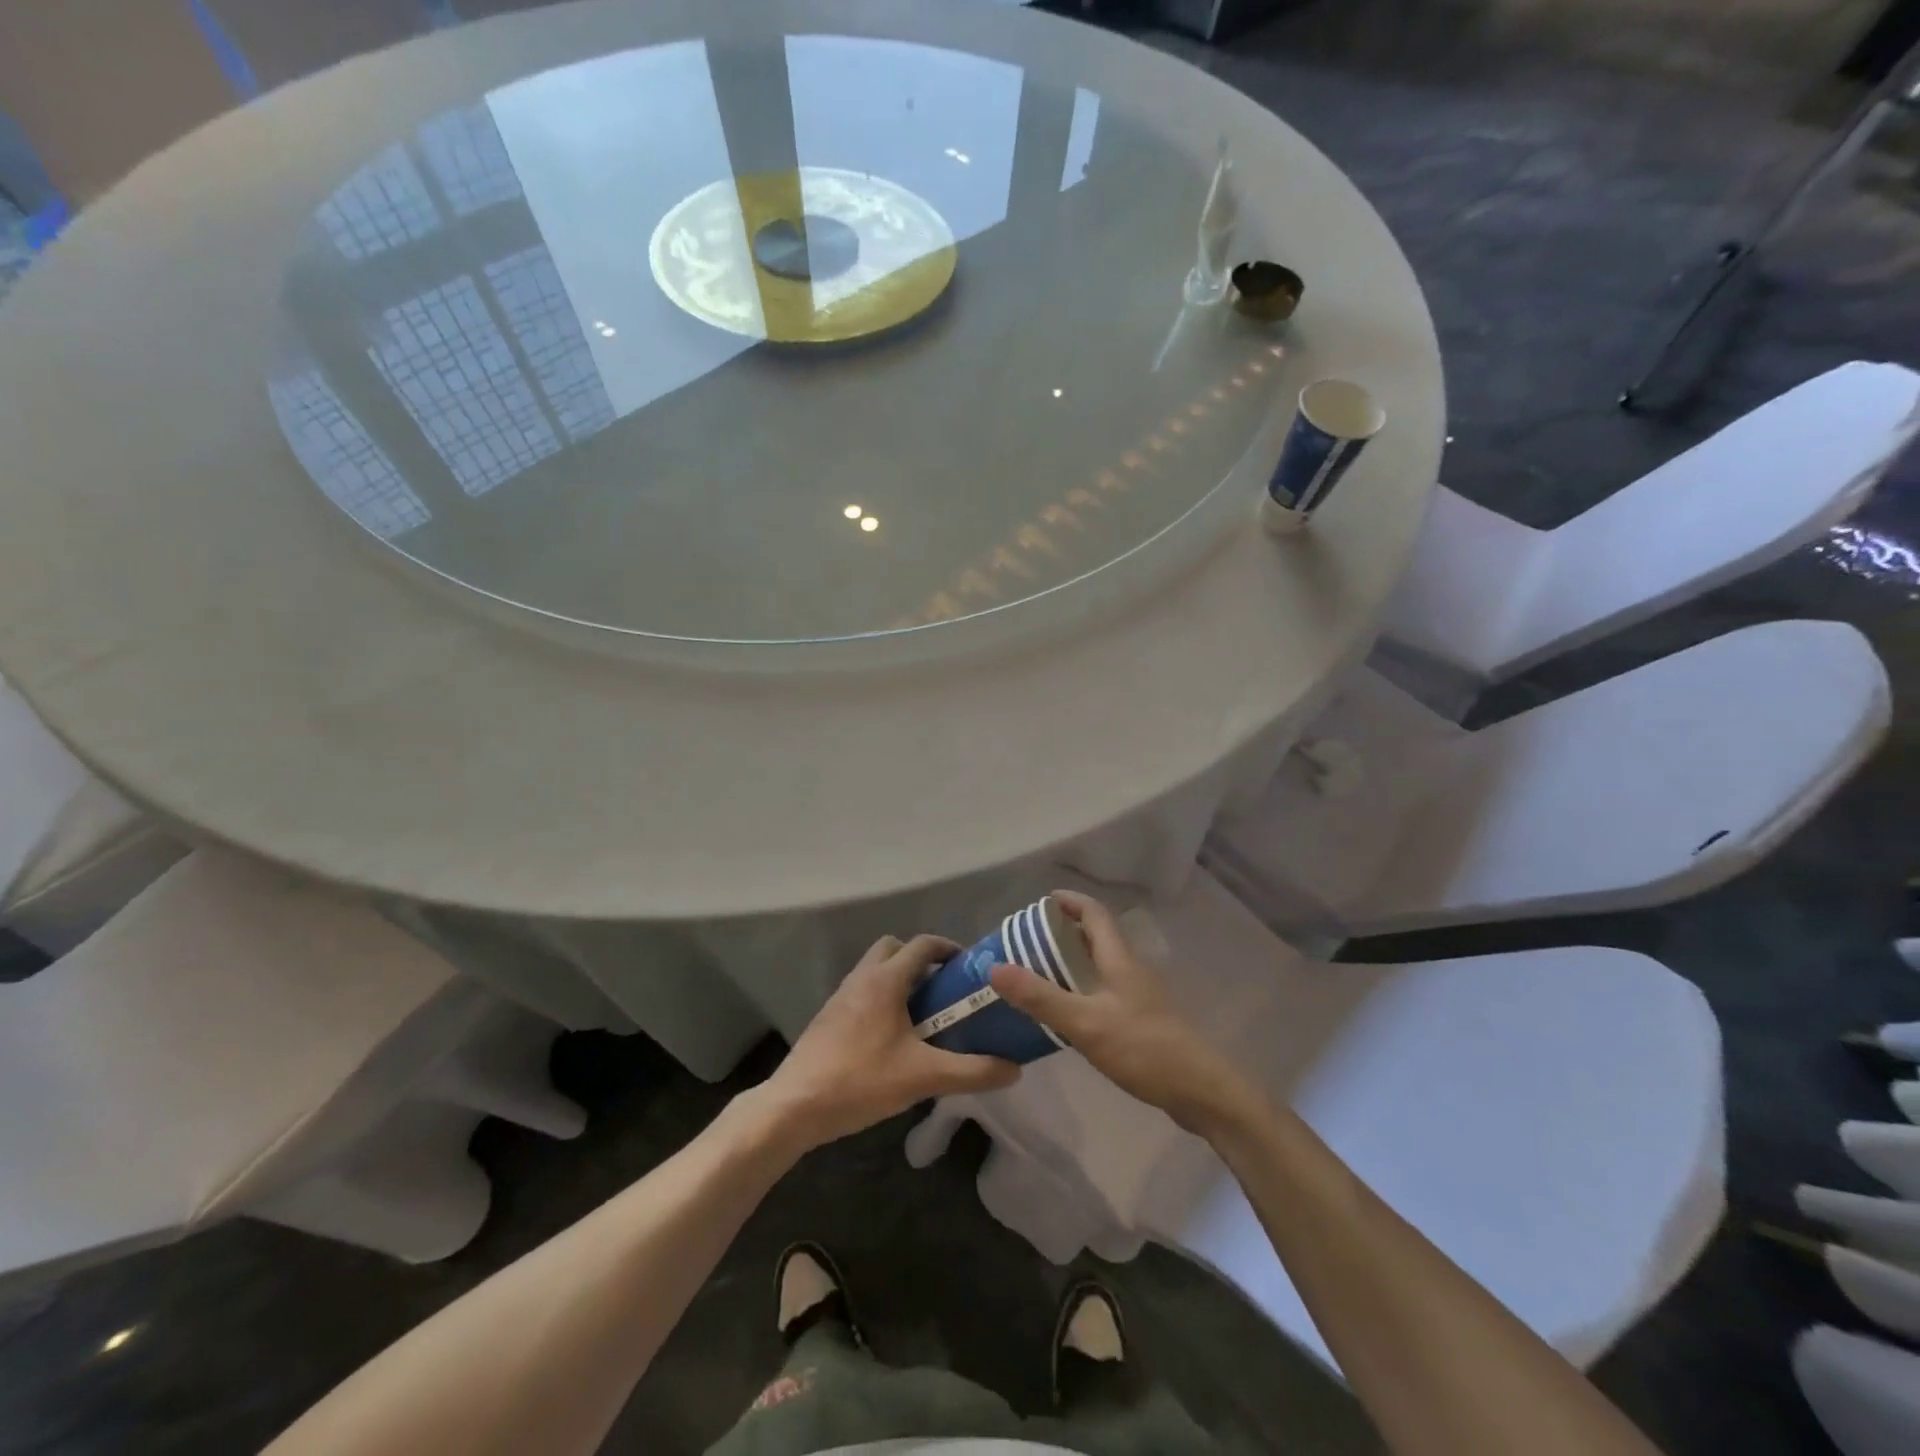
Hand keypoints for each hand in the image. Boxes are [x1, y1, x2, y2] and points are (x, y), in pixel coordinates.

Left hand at [761, 934, 1020, 1151]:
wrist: (794, 1105)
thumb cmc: (861, 1081)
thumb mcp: (924, 1077)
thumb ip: (972, 1072)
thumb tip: (1015, 1069)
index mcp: (886, 980)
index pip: (922, 944)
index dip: (948, 948)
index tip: (969, 967)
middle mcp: (862, 977)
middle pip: (894, 948)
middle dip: (920, 959)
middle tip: (943, 989)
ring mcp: (841, 995)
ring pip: (875, 969)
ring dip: (899, 979)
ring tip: (922, 1014)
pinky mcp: (828, 1016)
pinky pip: (861, 991)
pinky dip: (880, 998)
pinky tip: (891, 1037)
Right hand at [989, 891, 1264, 1136]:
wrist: (1200, 1091)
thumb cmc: (1143, 1048)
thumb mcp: (1085, 1022)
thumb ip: (1040, 997)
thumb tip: (995, 967)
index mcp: (1119, 959)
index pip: (1094, 914)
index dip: (1069, 902)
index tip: (1040, 903)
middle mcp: (1130, 970)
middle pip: (1096, 937)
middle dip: (1063, 933)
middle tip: (1027, 943)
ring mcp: (1139, 997)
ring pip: (1100, 966)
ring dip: (1070, 963)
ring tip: (1036, 975)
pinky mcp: (1141, 1022)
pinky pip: (1104, 992)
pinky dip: (1080, 990)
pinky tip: (1064, 1014)